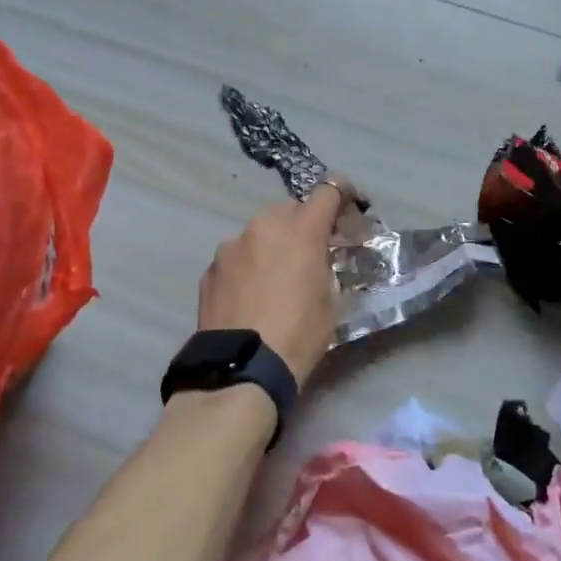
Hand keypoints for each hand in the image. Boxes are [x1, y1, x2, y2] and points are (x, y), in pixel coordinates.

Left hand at [198, 181, 355, 386]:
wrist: (241, 370)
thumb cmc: (298, 335)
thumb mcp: (330, 300)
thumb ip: (326, 266)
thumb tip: (320, 258)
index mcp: (301, 230)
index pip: (327, 191)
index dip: (343, 193)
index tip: (350, 205)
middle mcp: (263, 226)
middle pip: (290, 209)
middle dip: (304, 223)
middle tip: (312, 251)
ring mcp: (231, 246)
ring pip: (260, 232)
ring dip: (272, 244)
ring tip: (276, 277)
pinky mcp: (210, 268)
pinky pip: (237, 256)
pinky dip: (248, 266)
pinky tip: (250, 295)